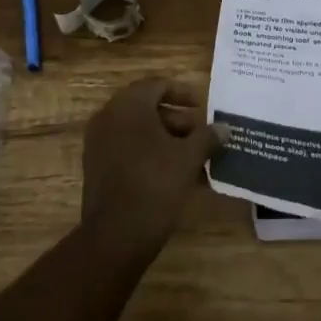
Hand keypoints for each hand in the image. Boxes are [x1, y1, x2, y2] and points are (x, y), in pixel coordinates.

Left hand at [80, 79, 224, 263]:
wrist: (116, 235)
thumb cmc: (155, 184)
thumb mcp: (189, 157)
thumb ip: (208, 137)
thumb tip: (224, 128)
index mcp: (129, 105)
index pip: (158, 85)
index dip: (184, 93)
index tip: (204, 106)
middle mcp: (109, 117)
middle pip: (148, 107)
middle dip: (178, 119)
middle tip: (201, 134)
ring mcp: (99, 143)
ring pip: (138, 130)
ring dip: (166, 138)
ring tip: (193, 156)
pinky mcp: (96, 166)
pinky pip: (128, 148)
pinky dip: (150, 153)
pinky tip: (174, 172)